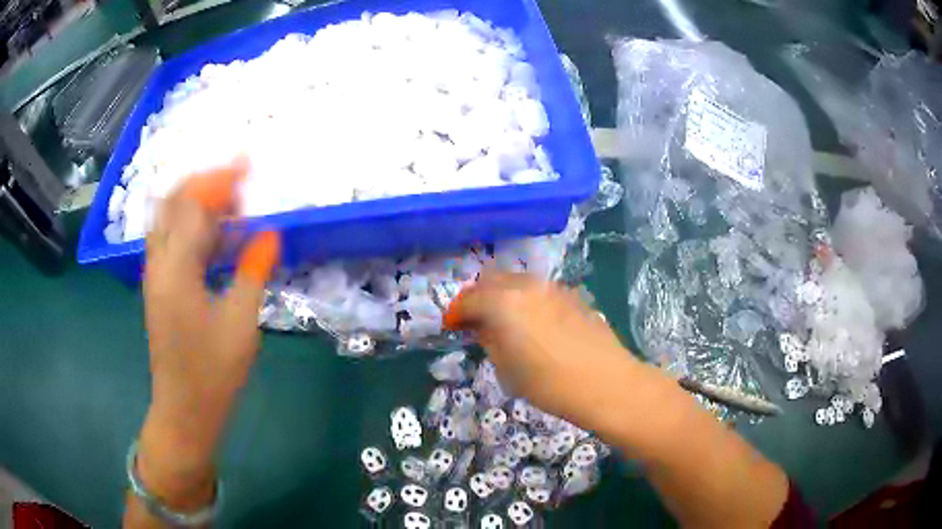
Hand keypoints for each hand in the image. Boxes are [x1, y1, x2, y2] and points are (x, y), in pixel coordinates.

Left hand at [134, 159, 278, 513]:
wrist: (183, 409)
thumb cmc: (213, 373)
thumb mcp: (241, 324)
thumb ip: (253, 272)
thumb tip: (270, 233)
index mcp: (177, 270)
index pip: (193, 205)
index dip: (220, 180)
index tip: (248, 165)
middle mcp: (158, 264)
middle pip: (172, 201)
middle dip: (204, 183)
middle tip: (239, 183)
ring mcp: (154, 275)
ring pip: (168, 218)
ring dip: (197, 202)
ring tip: (231, 206)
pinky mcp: (158, 286)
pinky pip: (170, 240)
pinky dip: (191, 226)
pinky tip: (216, 238)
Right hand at [444, 271, 641, 430]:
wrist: (605, 382)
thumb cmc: (549, 383)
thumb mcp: (507, 369)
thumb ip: (490, 341)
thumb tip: (483, 328)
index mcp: (503, 302)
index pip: (469, 299)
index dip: (456, 312)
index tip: (452, 326)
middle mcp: (526, 286)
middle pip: (492, 279)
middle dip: (478, 296)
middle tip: (476, 320)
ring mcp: (552, 287)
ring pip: (517, 280)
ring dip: (503, 294)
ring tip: (505, 320)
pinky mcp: (572, 295)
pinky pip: (539, 289)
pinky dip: (527, 299)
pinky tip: (535, 322)